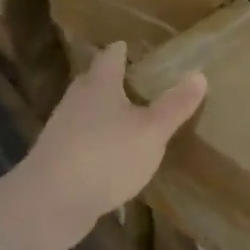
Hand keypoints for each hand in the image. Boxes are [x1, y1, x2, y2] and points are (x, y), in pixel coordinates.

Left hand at [23, 43, 205, 242]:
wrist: (50, 202)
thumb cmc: (106, 155)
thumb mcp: (152, 131)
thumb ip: (175, 105)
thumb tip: (199, 75)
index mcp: (99, 85)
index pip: (111, 57)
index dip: (123, 50)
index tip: (131, 46)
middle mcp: (76, 101)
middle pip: (93, 81)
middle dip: (111, 79)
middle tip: (134, 80)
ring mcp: (61, 131)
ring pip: (85, 111)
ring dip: (103, 112)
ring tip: (127, 117)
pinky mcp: (56, 159)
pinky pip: (80, 140)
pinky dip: (95, 141)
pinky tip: (109, 154)